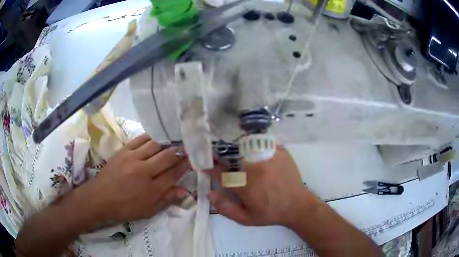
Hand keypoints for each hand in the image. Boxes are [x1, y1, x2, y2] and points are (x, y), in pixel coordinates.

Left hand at [78, 134, 189, 223]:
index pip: (174, 173)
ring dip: (167, 142)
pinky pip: (140, 139)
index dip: (185, 165)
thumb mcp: (148, 211)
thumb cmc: (125, 208)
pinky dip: (150, 137)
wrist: (100, 198)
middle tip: (187, 147)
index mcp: (152, 189)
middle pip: (167, 156)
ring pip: (155, 145)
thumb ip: (166, 200)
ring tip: (174, 140)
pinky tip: (156, 137)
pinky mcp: (124, 151)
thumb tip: (184, 191)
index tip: (193, 159)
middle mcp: (144, 171)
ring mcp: (133, 158)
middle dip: (180, 151)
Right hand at [205, 146, 315, 226]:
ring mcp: (269, 157)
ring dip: (241, 152)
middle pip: (233, 157)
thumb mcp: (246, 219)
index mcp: (245, 185)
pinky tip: (260, 158)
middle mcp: (255, 168)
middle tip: (227, 164)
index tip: (207, 166)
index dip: (212, 169)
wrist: (297, 205)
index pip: (222, 173)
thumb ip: (225, 208)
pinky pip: (263, 144)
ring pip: (247, 147)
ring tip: (244, 161)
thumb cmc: (270, 213)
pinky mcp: (281, 151)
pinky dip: (257, 149)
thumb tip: (210, 193)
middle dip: (226, 159)